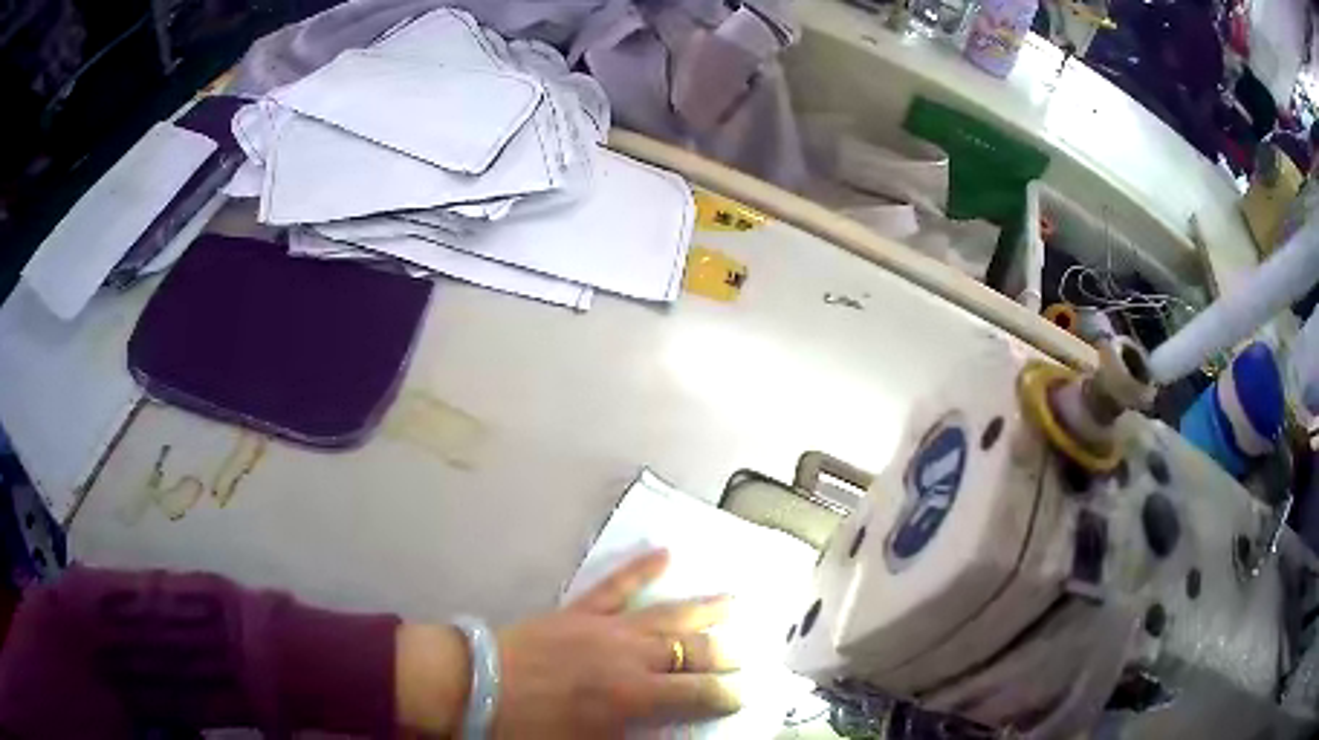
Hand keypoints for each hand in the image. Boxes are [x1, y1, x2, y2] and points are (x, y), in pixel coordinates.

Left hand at [394, 549, 740, 736]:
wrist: (473, 685)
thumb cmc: (528, 727)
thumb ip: (632, 737)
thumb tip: (665, 731)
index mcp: (632, 694)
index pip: (697, 693)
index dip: (726, 695)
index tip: (745, 694)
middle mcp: (629, 655)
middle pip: (691, 650)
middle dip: (725, 652)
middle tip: (750, 650)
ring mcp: (605, 627)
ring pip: (667, 614)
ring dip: (704, 607)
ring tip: (736, 600)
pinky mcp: (580, 610)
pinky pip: (616, 585)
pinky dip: (641, 568)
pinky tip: (665, 553)